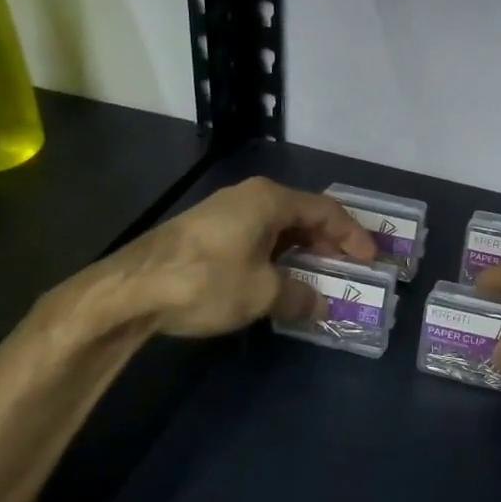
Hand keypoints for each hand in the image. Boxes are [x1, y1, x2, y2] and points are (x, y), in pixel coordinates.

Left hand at [51, 177, 376, 341]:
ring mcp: (224, 212)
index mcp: (269, 200)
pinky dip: (276, 255)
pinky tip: (277, 279)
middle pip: (302, 215)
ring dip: (301, 252)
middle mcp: (249, 197)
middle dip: (328, 243)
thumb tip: (322, 305)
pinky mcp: (206, 231)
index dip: (352, 235)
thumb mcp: (261, 293)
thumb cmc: (206, 281)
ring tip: (317, 276)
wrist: (129, 289)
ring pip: (277, 227)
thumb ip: (299, 296)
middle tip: (347, 268)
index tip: (370, 260)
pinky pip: (256, 237)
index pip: (325, 210)